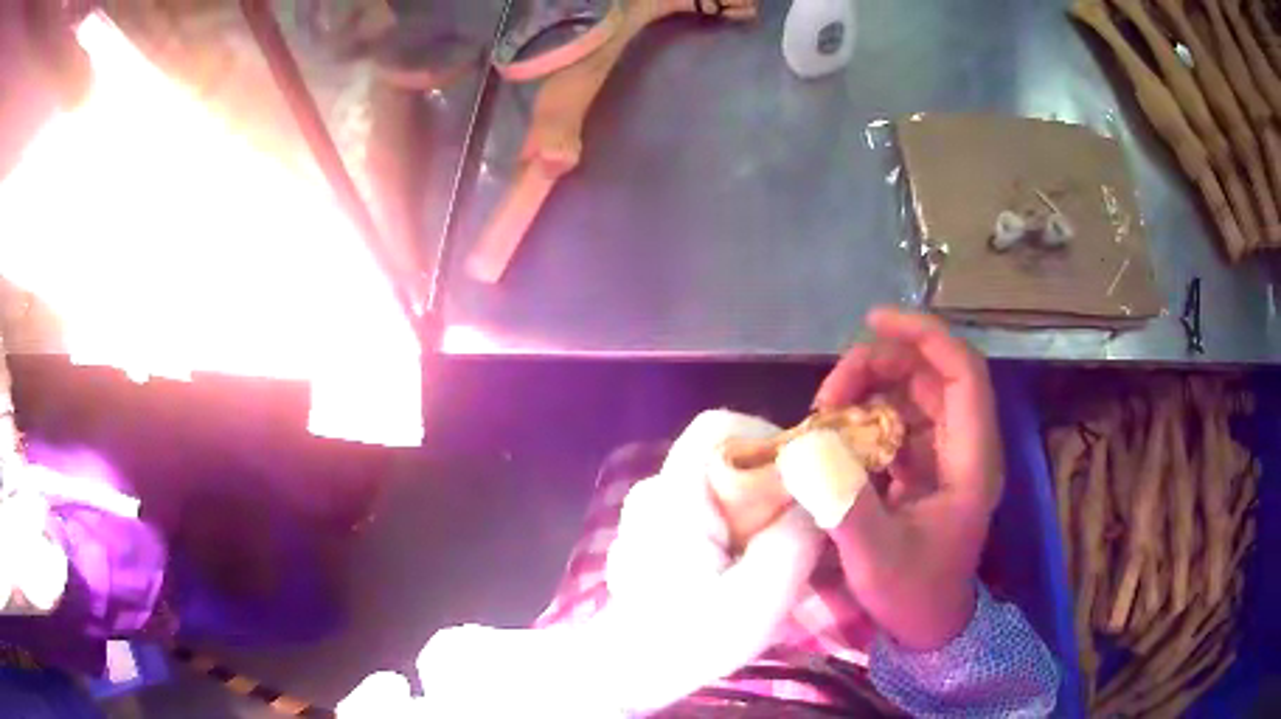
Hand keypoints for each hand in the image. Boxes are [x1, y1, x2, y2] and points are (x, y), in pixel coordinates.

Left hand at [601, 410, 824, 712]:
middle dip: (769, 486)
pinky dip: (731, 527)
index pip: (720, 427)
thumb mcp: (761, 597)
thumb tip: (817, 499)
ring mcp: (648, 511)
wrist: (628, 672)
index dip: (768, 441)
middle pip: (724, 456)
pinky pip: (704, 508)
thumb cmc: (691, 640)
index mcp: (675, 496)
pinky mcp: (652, 532)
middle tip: (793, 531)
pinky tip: (734, 569)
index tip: (800, 484)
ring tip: (765, 558)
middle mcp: (655, 490)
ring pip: (717, 484)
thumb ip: (796, 539)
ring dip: (752, 511)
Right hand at [810, 307, 1002, 650]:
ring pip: (911, 392)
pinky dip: (865, 416)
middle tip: (826, 396)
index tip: (873, 321)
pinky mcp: (925, 465)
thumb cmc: (913, 593)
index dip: (924, 335)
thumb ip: (845, 504)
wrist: (928, 624)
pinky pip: (897, 419)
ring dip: (867, 391)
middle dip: (878, 367)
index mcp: (971, 459)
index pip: (962, 372)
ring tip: (823, 416)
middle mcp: (964, 445)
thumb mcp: (877, 557)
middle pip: (930, 374)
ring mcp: (944, 453)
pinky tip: (835, 435)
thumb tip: (807, 448)